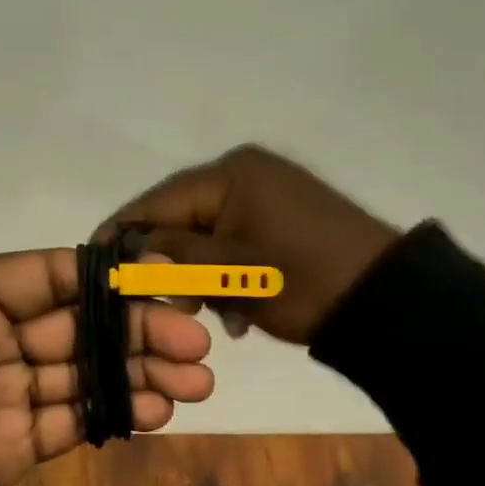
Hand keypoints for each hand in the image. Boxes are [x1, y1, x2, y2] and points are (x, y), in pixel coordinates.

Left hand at [0, 135, 214, 485]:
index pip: (40, 275)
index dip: (99, 276)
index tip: (161, 278)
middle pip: (76, 323)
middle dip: (135, 328)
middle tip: (196, 343)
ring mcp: (1, 395)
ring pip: (83, 371)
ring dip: (139, 371)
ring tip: (195, 382)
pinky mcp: (10, 447)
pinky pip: (73, 421)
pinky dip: (116, 414)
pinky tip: (157, 413)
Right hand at [98, 145, 402, 345]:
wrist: (389, 301)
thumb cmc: (304, 281)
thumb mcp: (230, 272)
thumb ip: (172, 256)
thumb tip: (128, 251)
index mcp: (230, 174)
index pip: (157, 201)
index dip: (122, 233)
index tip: (94, 262)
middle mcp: (245, 173)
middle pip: (181, 216)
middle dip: (166, 261)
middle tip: (158, 304)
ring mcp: (267, 193)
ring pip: (207, 233)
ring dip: (198, 274)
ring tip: (204, 312)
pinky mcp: (283, 216)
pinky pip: (235, 240)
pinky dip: (227, 273)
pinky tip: (235, 311)